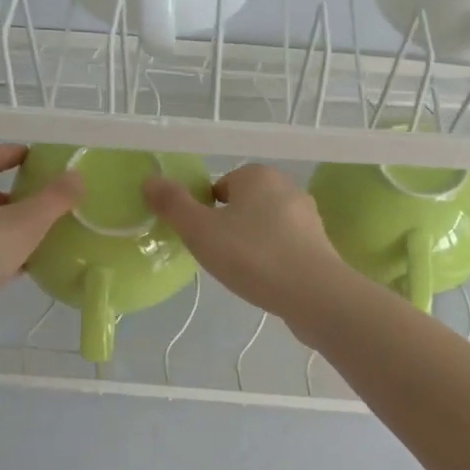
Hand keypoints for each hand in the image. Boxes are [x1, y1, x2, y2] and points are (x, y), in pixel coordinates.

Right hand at [142, 164, 348, 328]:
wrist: (314, 294)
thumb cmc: (252, 255)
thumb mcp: (201, 231)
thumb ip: (173, 205)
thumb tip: (150, 180)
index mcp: (258, 175)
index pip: (221, 185)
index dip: (207, 211)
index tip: (203, 238)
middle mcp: (287, 187)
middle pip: (244, 205)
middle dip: (229, 227)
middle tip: (219, 256)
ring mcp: (308, 217)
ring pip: (265, 226)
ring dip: (252, 244)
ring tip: (242, 272)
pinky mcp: (320, 245)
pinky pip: (285, 246)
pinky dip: (273, 259)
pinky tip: (266, 281)